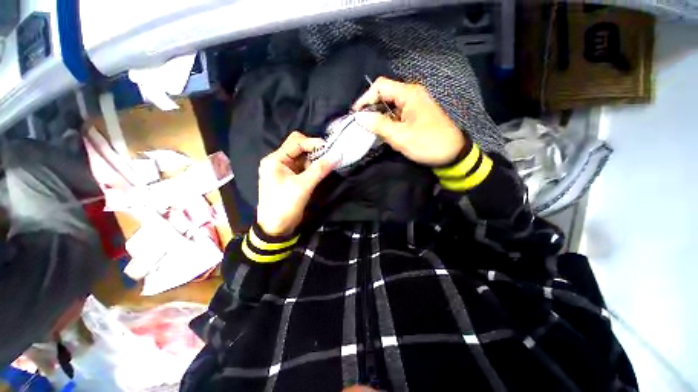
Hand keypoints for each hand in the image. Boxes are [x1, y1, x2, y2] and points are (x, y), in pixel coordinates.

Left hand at [256, 132, 332, 235]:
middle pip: (298, 147)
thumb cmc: (285, 205)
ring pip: (302, 157)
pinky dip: (313, 167)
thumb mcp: (303, 186)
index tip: (329, 149)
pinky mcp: (290, 177)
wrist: (276, 227)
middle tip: (328, 156)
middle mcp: (278, 161)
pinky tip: (321, 170)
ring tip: (327, 164)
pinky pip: (303, 167)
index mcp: (275, 159)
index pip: (296, 142)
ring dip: (315, 160)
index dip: (313, 143)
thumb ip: (319, 169)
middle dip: (314, 150)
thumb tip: (336, 157)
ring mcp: (284, 169)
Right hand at [352, 77, 465, 166]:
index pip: (380, 86)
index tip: (355, 115)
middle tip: (361, 125)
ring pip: (389, 105)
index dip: (365, 98)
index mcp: (409, 94)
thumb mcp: (401, 136)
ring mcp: (414, 105)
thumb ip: (379, 125)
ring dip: (378, 117)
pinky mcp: (414, 115)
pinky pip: (396, 114)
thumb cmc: (427, 143)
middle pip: (384, 94)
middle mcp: (411, 94)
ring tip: (370, 130)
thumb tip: (359, 117)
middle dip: (371, 108)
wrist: (452, 153)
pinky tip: (382, 132)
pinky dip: (387, 122)